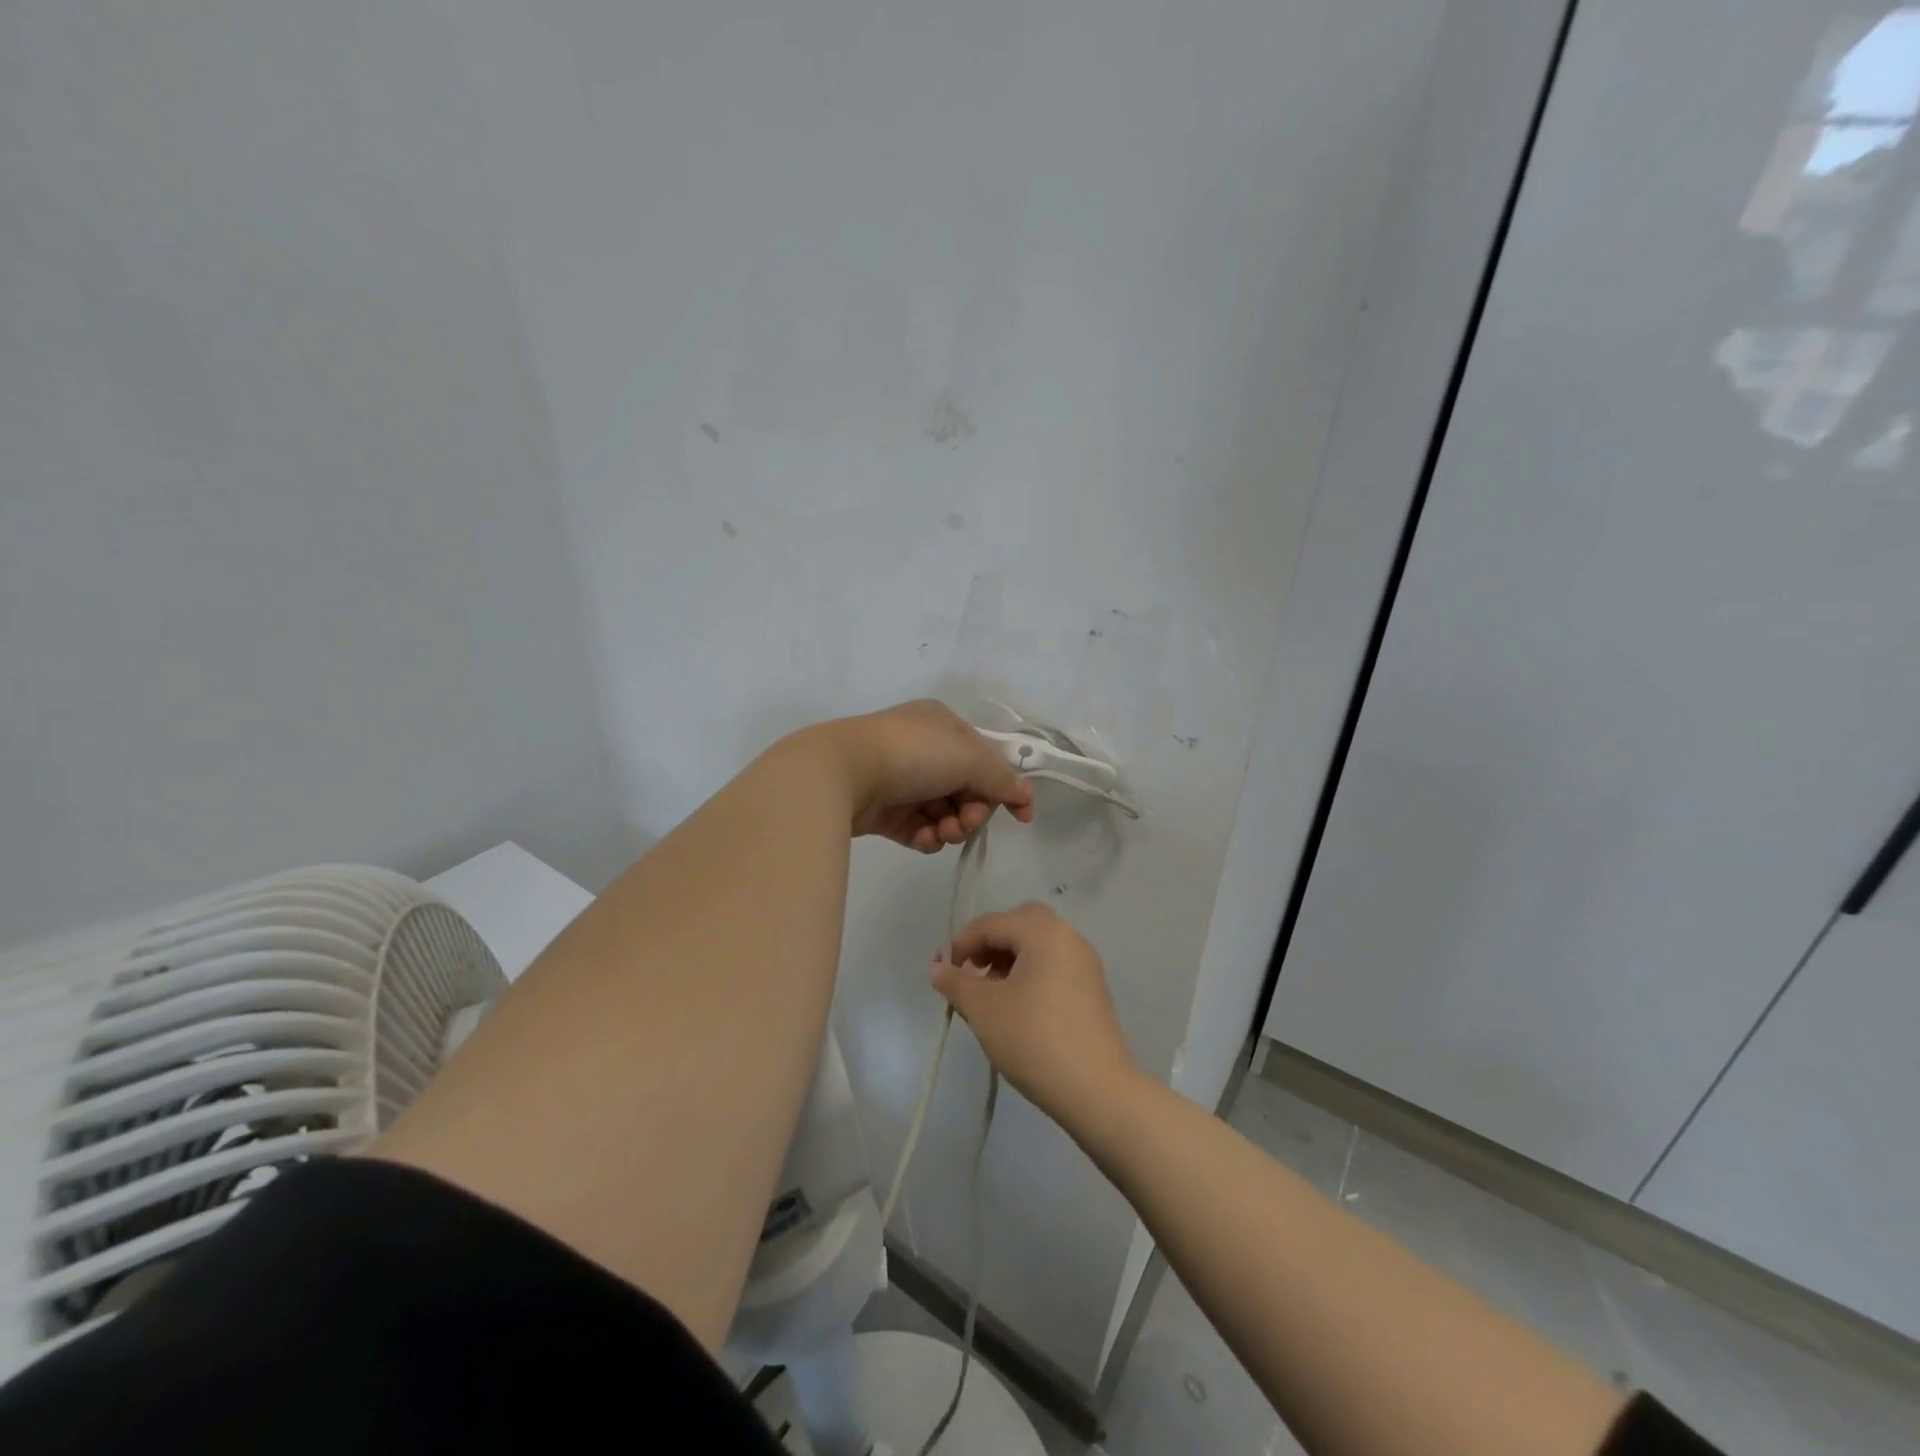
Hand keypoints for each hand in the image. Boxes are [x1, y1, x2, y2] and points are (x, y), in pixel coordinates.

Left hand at [815, 699, 1034, 852]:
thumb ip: (1000, 778)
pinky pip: (917, 828)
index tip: (1023, 817)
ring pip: (942, 812)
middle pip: (965, 789)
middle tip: (964, 823)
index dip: (1006, 788)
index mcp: (942, 725)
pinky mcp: (882, 810)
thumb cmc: (912, 754)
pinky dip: (926, 836)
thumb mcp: (968, 757)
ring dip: (951, 827)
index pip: (985, 759)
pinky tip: (923, 838)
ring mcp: (900, 780)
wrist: (843, 772)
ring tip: (941, 834)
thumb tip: (1025, 795)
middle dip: (972, 811)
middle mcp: (922, 749)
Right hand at [931, 903, 1138, 1126]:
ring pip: (1039, 943)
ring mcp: (1085, 962)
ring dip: (1010, 958)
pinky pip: (1055, 963)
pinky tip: (1019, 1005)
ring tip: (992, 993)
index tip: (946, 974)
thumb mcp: (984, 1010)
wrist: (1096, 1090)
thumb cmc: (1034, 1039)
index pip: (992, 923)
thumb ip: (956, 983)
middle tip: (973, 972)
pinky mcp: (1093, 988)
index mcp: (1043, 932)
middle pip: (1021, 923)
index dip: (962, 943)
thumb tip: (936, 967)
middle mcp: (1068, 937)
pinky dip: (1032, 971)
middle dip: (991, 943)